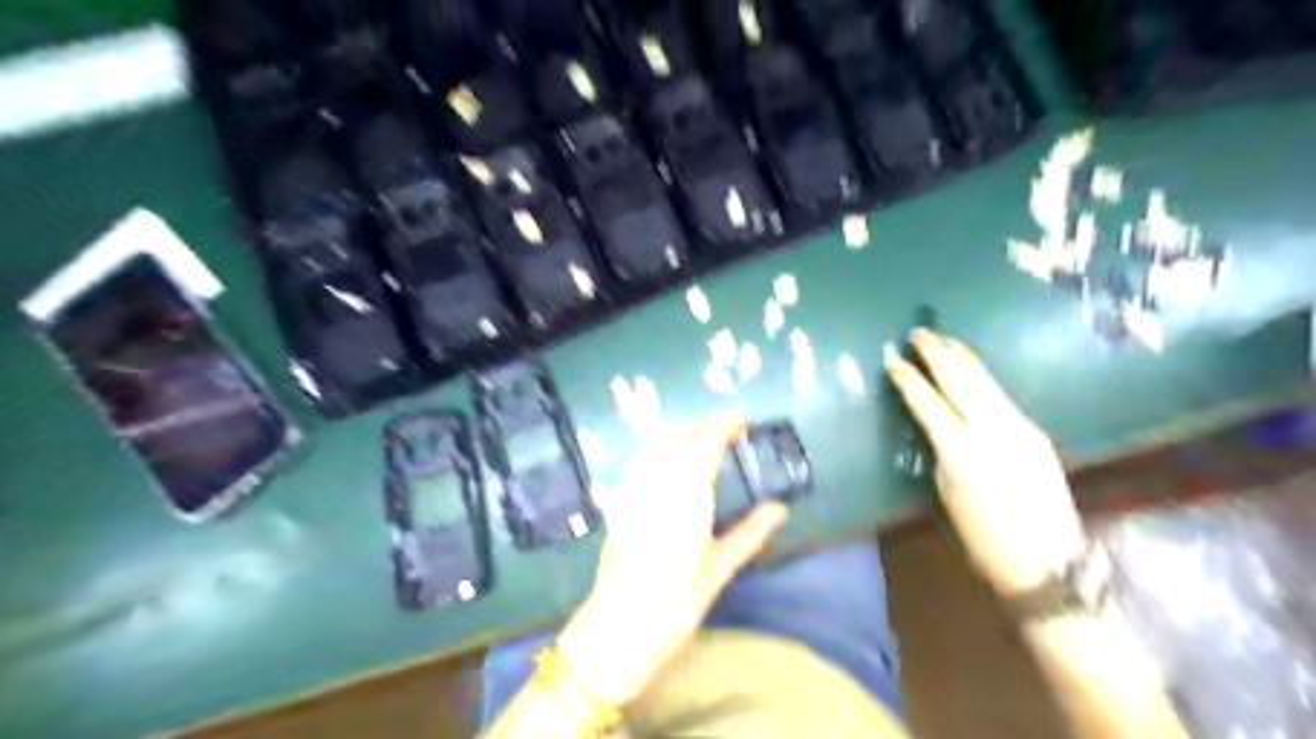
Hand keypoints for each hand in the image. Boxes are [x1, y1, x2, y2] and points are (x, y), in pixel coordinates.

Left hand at [556, 415, 784, 704]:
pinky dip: (655, 450)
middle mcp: (656, 482)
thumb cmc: (677, 600)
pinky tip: (665, 465)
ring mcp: (632, 489)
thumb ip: (751, 532)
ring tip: (696, 442)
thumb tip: (780, 509)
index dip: (722, 426)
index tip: (739, 420)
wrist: (621, 625)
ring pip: (653, 444)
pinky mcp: (617, 502)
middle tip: (722, 432)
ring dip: (676, 434)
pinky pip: (638, 460)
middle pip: (676, 436)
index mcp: (687, 494)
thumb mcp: (720, 567)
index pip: (705, 444)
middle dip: (699, 426)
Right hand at [883, 333, 1089, 598]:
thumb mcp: (948, 494)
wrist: (1048, 564)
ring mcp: (1021, 430)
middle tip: (919, 332)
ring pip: (986, 383)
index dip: (909, 380)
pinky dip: (981, 377)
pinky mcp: (1036, 434)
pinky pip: (1002, 396)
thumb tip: (936, 425)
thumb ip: (941, 452)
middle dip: (938, 354)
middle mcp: (995, 433)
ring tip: (943, 339)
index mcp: (963, 455)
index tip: (892, 359)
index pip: (929, 405)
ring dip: (962, 358)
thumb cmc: (983, 540)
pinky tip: (971, 368)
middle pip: (962, 382)